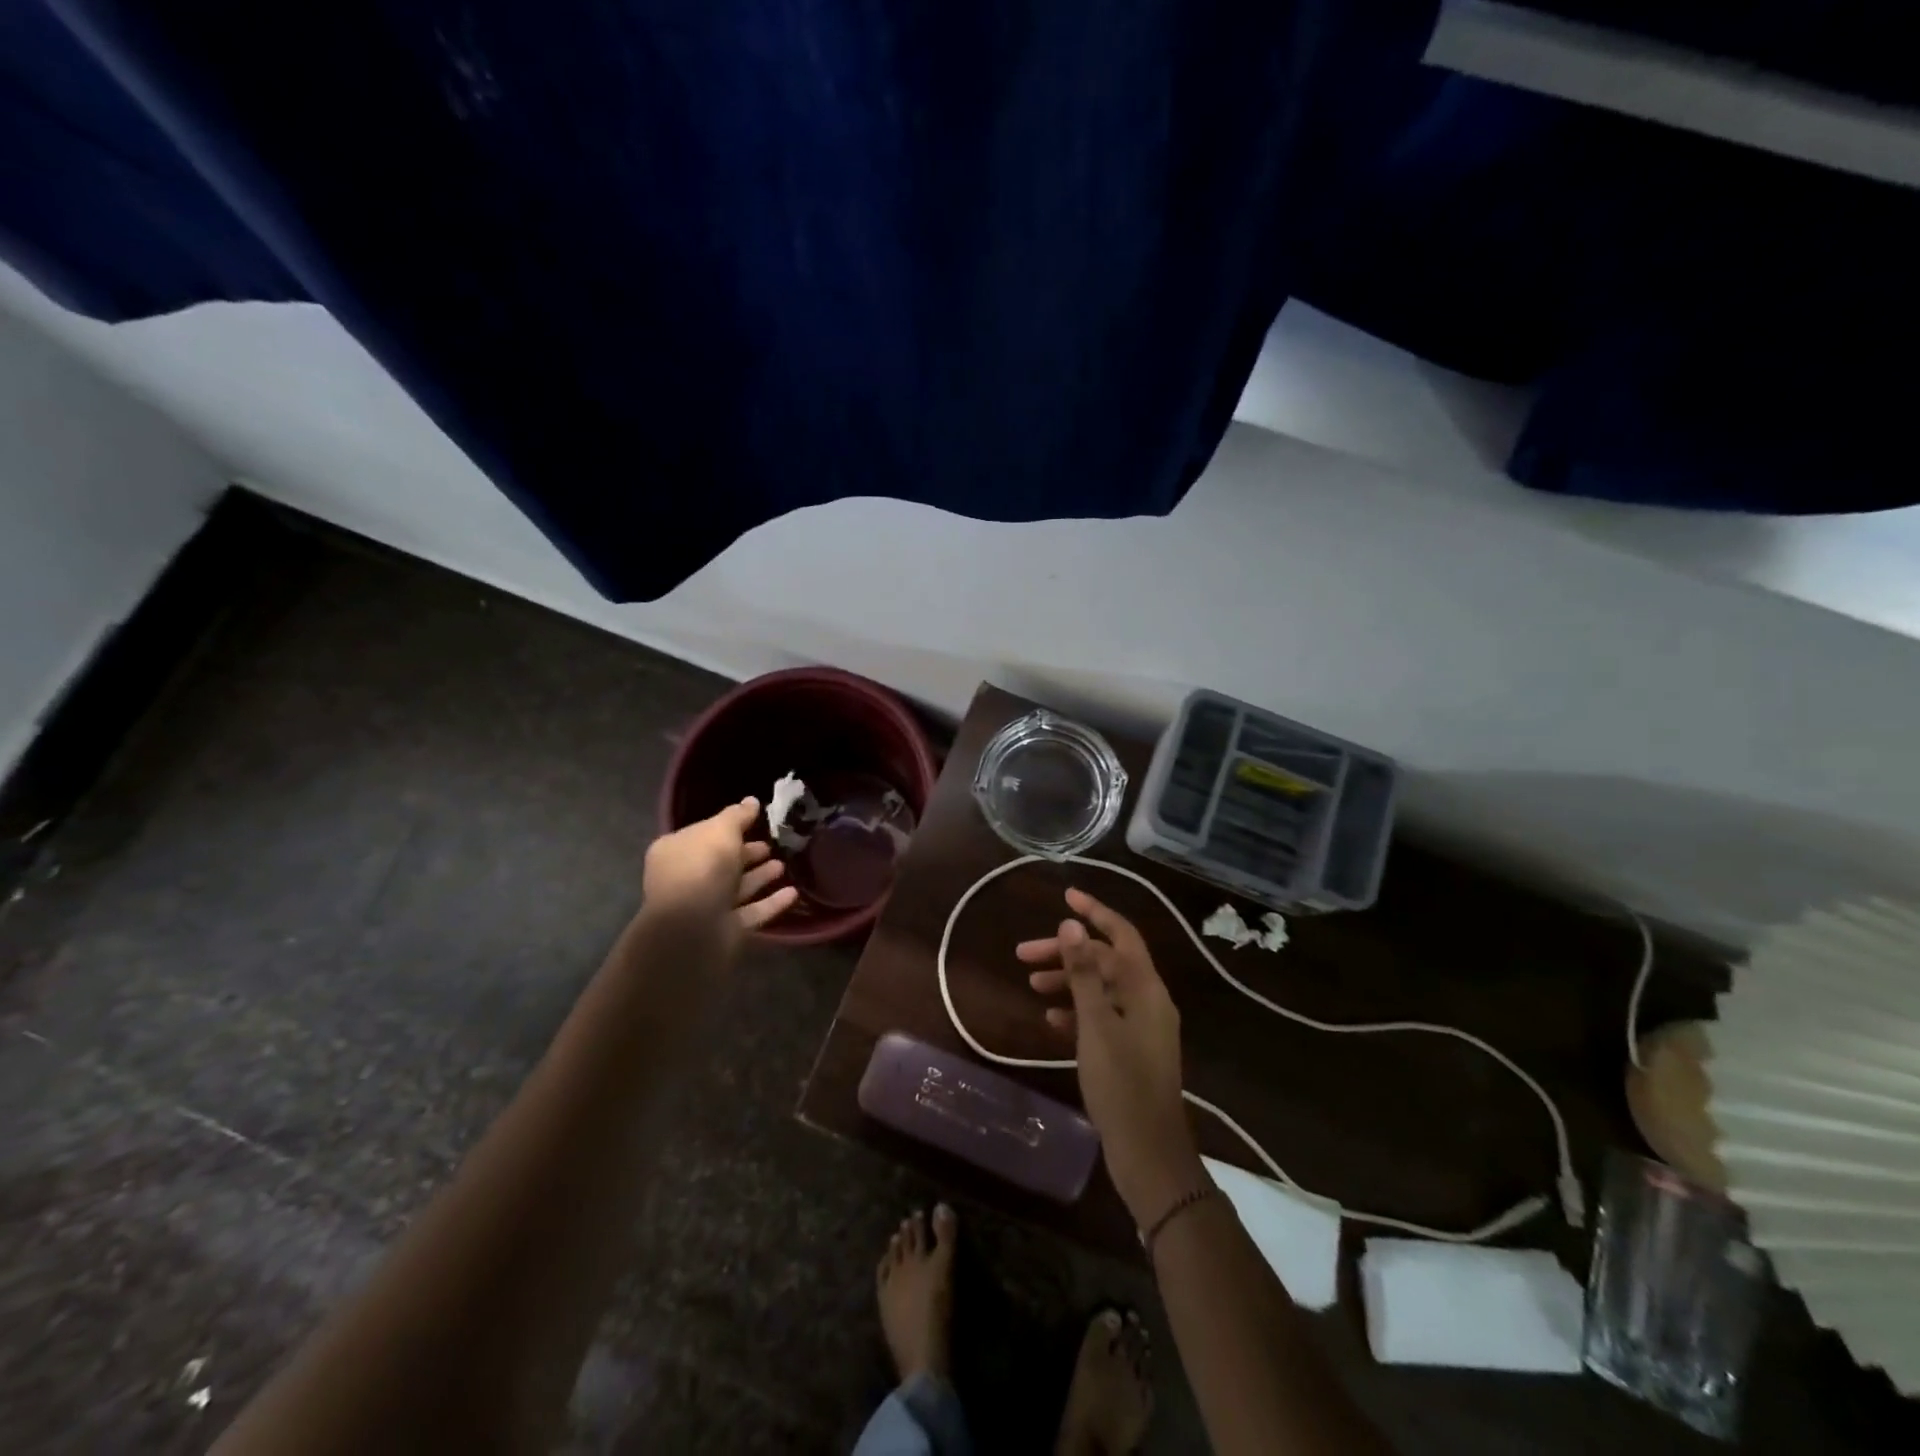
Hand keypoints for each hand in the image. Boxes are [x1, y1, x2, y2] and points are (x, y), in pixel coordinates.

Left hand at [642, 797, 798, 938]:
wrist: (692, 929)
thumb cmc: (702, 869)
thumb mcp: (721, 831)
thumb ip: (737, 816)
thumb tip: (751, 801)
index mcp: (676, 851)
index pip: (705, 834)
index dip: (730, 827)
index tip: (757, 821)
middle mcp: (687, 878)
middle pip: (722, 862)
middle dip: (748, 853)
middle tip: (773, 845)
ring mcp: (706, 907)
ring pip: (738, 888)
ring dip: (761, 876)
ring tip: (784, 865)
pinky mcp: (725, 930)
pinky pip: (752, 912)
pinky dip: (771, 902)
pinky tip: (793, 893)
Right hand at [1018, 889, 1204, 1224]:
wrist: (1148, 1154)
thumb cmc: (1121, 1084)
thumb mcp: (1096, 1024)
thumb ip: (1083, 973)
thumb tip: (1072, 924)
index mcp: (1146, 988)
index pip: (1121, 934)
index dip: (1095, 912)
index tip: (1065, 896)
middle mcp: (1148, 1000)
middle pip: (1105, 961)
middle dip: (1066, 952)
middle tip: (1023, 954)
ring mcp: (1141, 1027)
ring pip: (1100, 988)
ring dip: (1068, 981)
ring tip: (1032, 984)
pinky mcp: (1131, 1050)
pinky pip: (1102, 1016)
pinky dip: (1077, 1011)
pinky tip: (1051, 1018)